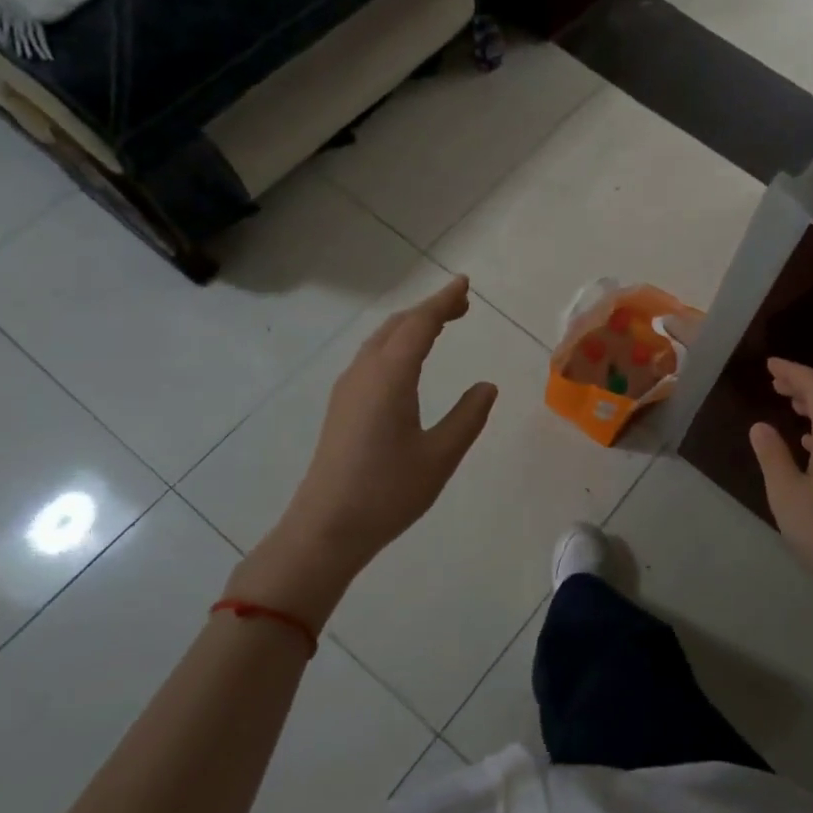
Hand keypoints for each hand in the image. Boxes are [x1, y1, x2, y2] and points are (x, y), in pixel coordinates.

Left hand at [230, 277, 497, 623]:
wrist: (326, 528)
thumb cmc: (387, 492)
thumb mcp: (440, 456)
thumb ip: (467, 417)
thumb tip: (486, 386)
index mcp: (390, 377)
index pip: (419, 325)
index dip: (443, 301)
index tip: (464, 284)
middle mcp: (364, 373)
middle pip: (397, 326)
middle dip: (429, 310)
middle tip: (461, 306)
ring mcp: (348, 388)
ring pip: (381, 340)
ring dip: (410, 326)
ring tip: (439, 326)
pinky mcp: (342, 406)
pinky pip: (371, 357)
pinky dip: (396, 344)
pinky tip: (406, 362)